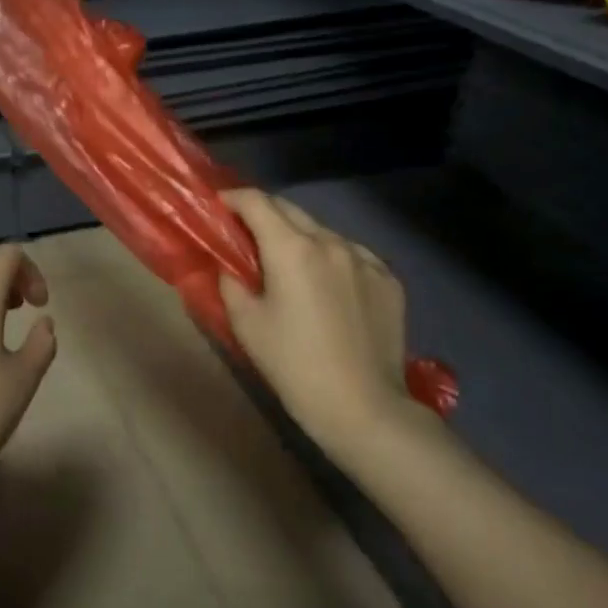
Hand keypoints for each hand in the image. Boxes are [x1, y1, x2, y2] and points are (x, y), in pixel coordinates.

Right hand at [218, 189, 416, 459]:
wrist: (363, 408)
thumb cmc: (294, 366)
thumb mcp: (247, 325)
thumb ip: (231, 282)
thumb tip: (228, 265)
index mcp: (292, 249)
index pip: (256, 202)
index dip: (233, 198)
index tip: (218, 206)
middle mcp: (331, 242)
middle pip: (290, 209)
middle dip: (263, 214)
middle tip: (245, 233)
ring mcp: (365, 259)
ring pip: (322, 232)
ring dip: (298, 237)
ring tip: (288, 264)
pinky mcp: (389, 279)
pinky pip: (351, 255)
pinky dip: (330, 259)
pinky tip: (326, 286)